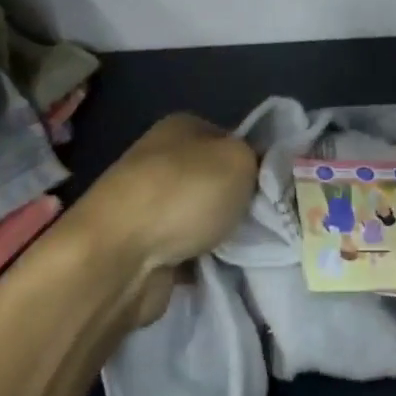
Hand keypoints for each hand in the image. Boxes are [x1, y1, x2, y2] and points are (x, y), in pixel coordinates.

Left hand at [71, 113, 256, 325]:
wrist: (119, 257)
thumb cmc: (183, 194)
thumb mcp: (239, 160)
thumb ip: (258, 159)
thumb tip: (259, 169)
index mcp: (181, 127)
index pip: (232, 138)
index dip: (256, 161)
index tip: (277, 188)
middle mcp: (162, 159)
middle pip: (217, 179)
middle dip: (241, 202)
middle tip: (268, 220)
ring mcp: (149, 204)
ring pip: (203, 216)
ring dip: (222, 234)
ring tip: (250, 248)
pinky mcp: (144, 246)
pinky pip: (188, 249)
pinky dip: (203, 260)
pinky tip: (222, 268)